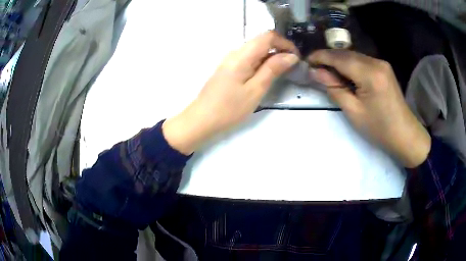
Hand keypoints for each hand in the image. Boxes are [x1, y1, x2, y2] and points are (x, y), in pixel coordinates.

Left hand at [163, 31, 298, 154]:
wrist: (202, 119)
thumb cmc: (229, 108)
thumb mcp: (255, 90)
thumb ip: (273, 69)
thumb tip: (291, 55)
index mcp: (242, 55)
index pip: (268, 36)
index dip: (285, 43)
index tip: (296, 57)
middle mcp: (235, 52)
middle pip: (262, 41)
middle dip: (280, 49)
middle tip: (292, 66)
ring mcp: (230, 59)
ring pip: (256, 49)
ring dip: (271, 56)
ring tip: (282, 71)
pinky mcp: (229, 67)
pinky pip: (249, 58)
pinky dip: (261, 62)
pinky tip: (266, 75)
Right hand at [308, 50, 430, 167]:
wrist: (405, 134)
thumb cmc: (379, 129)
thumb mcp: (354, 112)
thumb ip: (334, 88)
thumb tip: (315, 72)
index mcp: (369, 74)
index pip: (339, 58)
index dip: (320, 56)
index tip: (306, 61)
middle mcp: (376, 62)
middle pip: (346, 54)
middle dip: (328, 58)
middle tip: (314, 68)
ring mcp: (381, 63)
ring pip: (353, 56)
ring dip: (339, 61)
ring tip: (327, 72)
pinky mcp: (384, 67)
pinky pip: (362, 61)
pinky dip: (350, 65)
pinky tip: (344, 74)